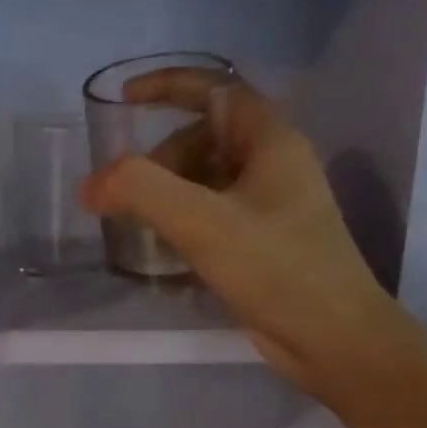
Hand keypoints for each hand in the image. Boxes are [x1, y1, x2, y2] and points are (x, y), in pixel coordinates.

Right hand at [79, 68, 409, 409]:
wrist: (336, 341)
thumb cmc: (278, 270)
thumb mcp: (204, 223)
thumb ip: (141, 191)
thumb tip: (90, 185)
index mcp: (270, 141)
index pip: (216, 88)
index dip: (167, 85)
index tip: (123, 100)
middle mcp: (272, 166)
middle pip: (202, 139)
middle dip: (157, 160)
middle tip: (125, 196)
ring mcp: (268, 207)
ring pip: (204, 181)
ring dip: (165, 195)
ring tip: (135, 226)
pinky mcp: (261, 244)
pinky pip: (210, 216)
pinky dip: (180, 225)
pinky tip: (160, 255)